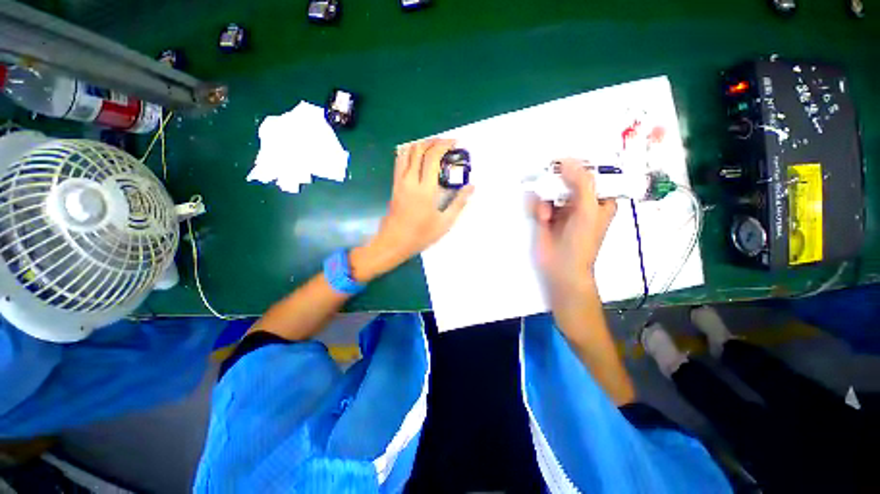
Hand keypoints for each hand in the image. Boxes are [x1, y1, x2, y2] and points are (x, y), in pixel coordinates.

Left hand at [350, 139, 473, 282]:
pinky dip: (409, 153)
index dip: (443, 145)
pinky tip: (417, 157)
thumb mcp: (444, 223)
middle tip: (445, 143)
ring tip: (432, 147)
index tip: (454, 143)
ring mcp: (399, 182)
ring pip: (406, 152)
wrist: (394, 242)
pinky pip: (400, 161)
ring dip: (419, 145)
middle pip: (418, 149)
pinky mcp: (394, 185)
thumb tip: (471, 187)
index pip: (432, 157)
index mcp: (424, 189)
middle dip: (432, 141)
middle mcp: (410, 180)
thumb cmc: (420, 235)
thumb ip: (459, 203)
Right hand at [531, 159, 616, 298]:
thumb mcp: (588, 210)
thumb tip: (568, 161)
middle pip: (566, 179)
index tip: (562, 164)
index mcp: (598, 198)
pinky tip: (541, 218)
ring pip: (550, 189)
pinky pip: (539, 201)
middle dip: (556, 184)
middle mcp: (580, 201)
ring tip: (547, 214)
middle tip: (551, 190)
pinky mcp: (545, 215)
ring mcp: (561, 208)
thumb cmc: (581, 242)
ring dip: (545, 198)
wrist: (560, 267)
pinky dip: (537, 207)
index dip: (577, 166)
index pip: (590, 173)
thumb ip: (581, 183)